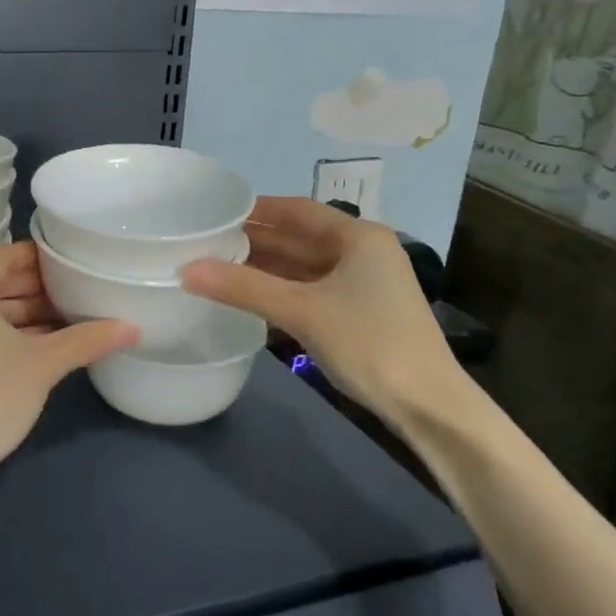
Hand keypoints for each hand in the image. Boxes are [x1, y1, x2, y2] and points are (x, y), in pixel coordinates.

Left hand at [0, 243, 136, 481]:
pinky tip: (50, 347)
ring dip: (30, 313)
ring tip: (74, 317)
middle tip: (81, 288)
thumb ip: (87, 339)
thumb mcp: (44, 363)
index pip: (4, 255)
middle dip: (39, 286)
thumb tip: (134, 327)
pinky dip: (15, 334)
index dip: (38, 255)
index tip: (72, 259)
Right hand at [180, 197, 469, 435]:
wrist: (430, 406)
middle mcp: (363, 252)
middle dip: (255, 240)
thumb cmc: (369, 343)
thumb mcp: (302, 311)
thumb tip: (185, 270)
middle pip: (299, 237)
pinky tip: (250, 296)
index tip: (214, 213)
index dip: (255, 210)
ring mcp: (364, 284)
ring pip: (304, 266)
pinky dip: (281, 290)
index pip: (296, 210)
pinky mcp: (360, 313)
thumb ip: (243, 287)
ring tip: (217, 267)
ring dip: (265, 267)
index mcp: (358, 237)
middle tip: (206, 242)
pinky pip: (311, 290)